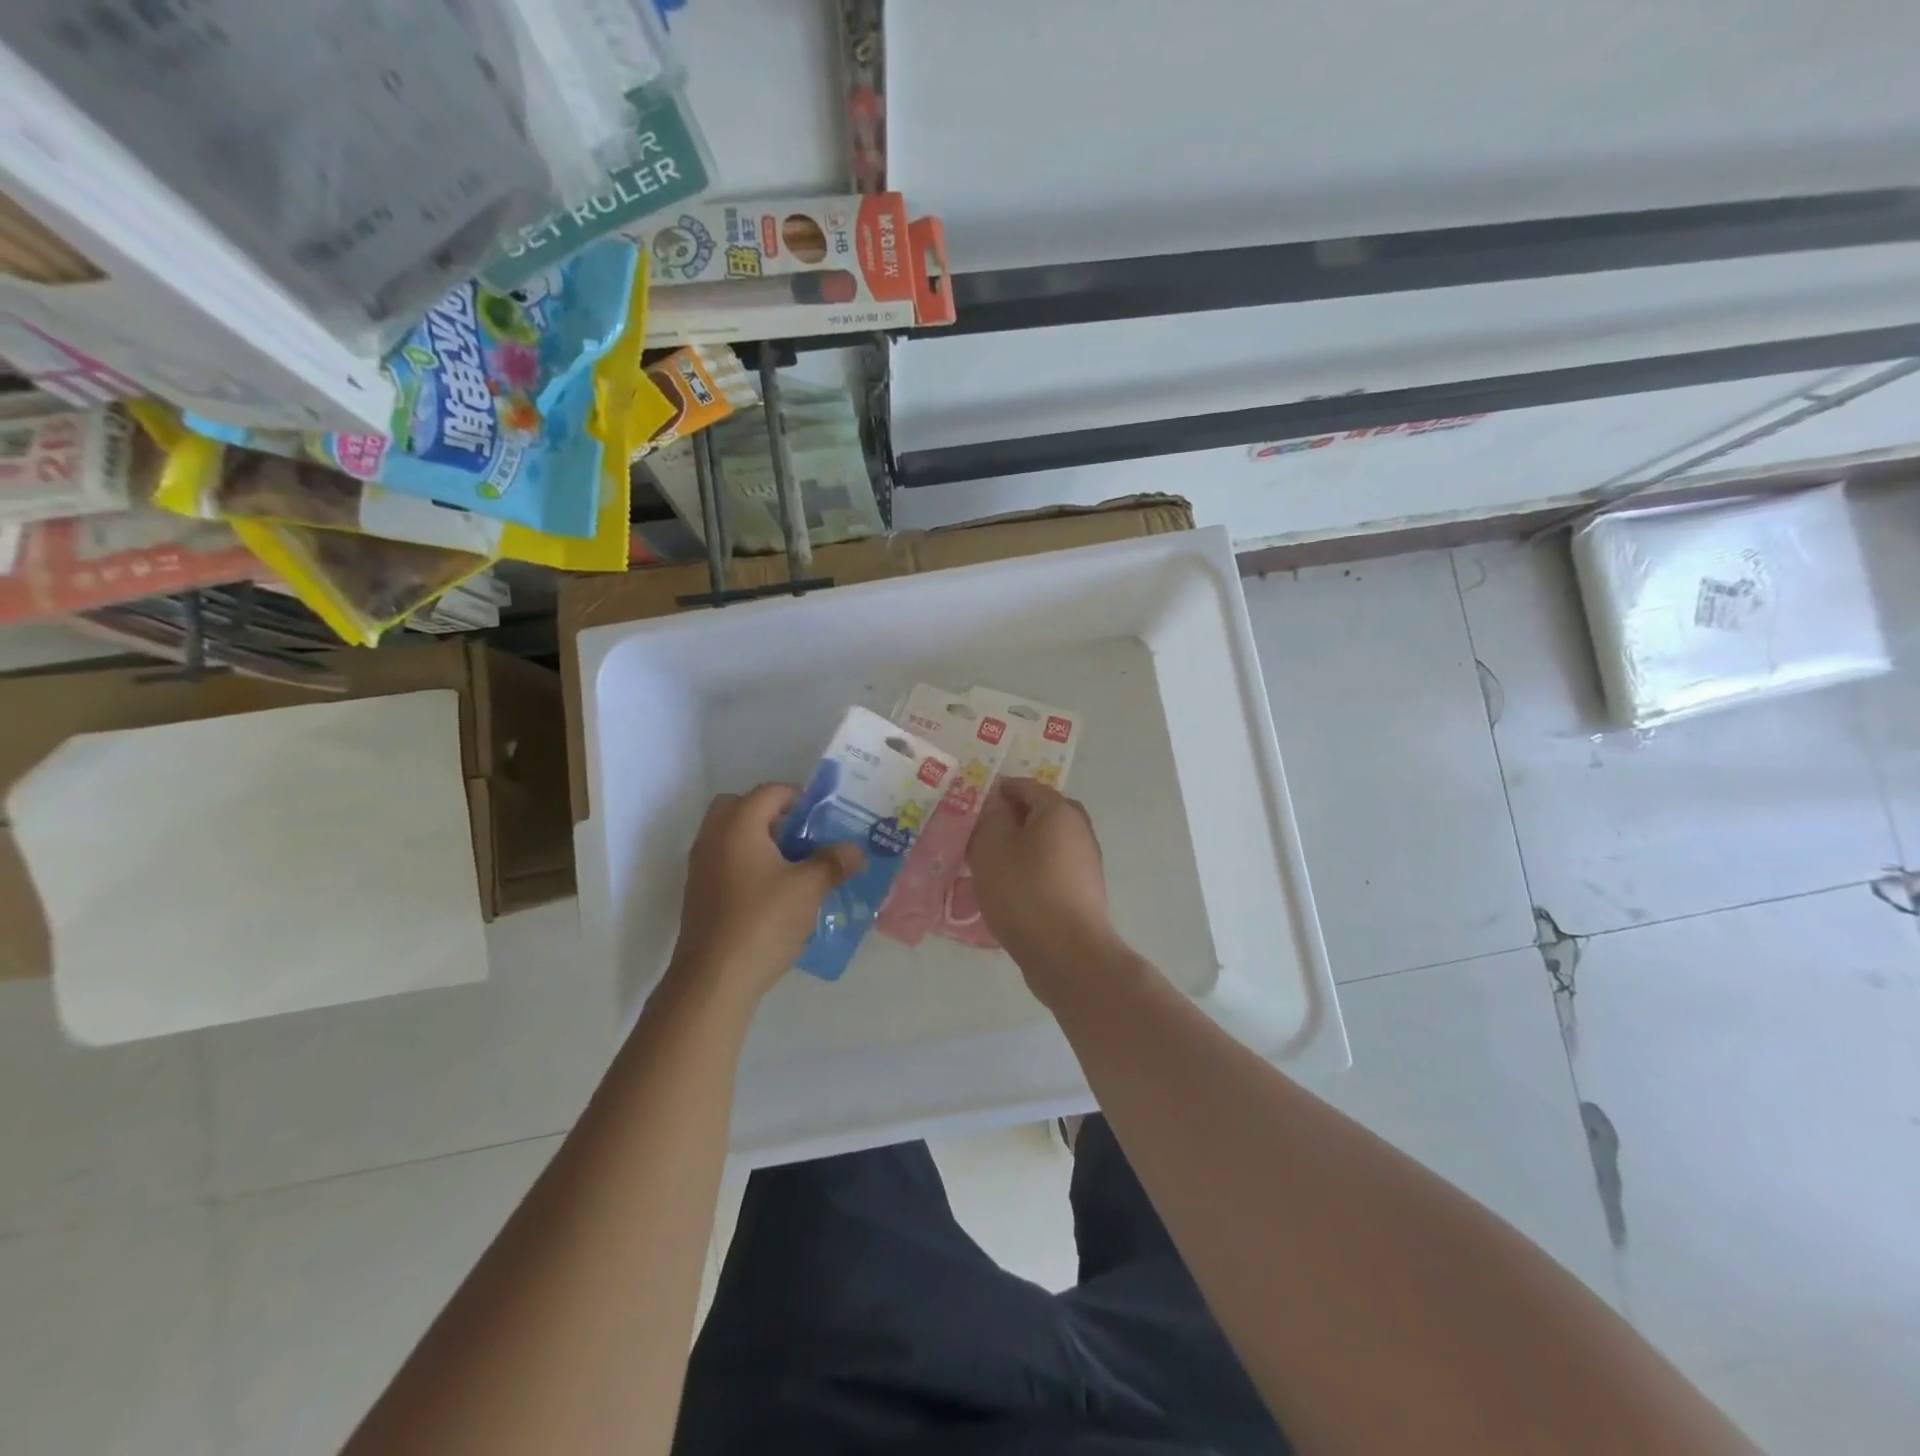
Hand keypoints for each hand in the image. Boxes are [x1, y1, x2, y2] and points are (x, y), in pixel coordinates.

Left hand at [667, 784, 862, 1005]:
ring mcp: (700, 867)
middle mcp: (713, 838)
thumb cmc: (763, 922)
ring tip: (792, 865)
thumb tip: (855, 851)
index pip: (769, 792)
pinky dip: (746, 863)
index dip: (798, 797)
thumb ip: (833, 863)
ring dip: (758, 840)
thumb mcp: (809, 889)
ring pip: (729, 836)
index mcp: (738, 825)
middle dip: (771, 815)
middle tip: (799, 835)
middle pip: (740, 807)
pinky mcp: (698, 894)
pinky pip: (724, 861)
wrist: (713, 979)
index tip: (822, 816)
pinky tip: (773, 892)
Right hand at [966, 778, 1119, 992]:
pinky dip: (1029, 873)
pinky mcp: (1083, 893)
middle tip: (978, 837)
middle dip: (1009, 821)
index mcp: (1059, 811)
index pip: (1025, 786)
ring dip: (1018, 850)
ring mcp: (1085, 863)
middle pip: (1039, 815)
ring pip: (1044, 845)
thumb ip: (990, 817)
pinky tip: (1008, 892)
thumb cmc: (1025, 892)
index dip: (997, 791)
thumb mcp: (992, 847)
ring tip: (987, 868)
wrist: (1068, 955)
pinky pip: (1050, 871)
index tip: (971, 806)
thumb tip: (997, 804)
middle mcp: (1079, 830)